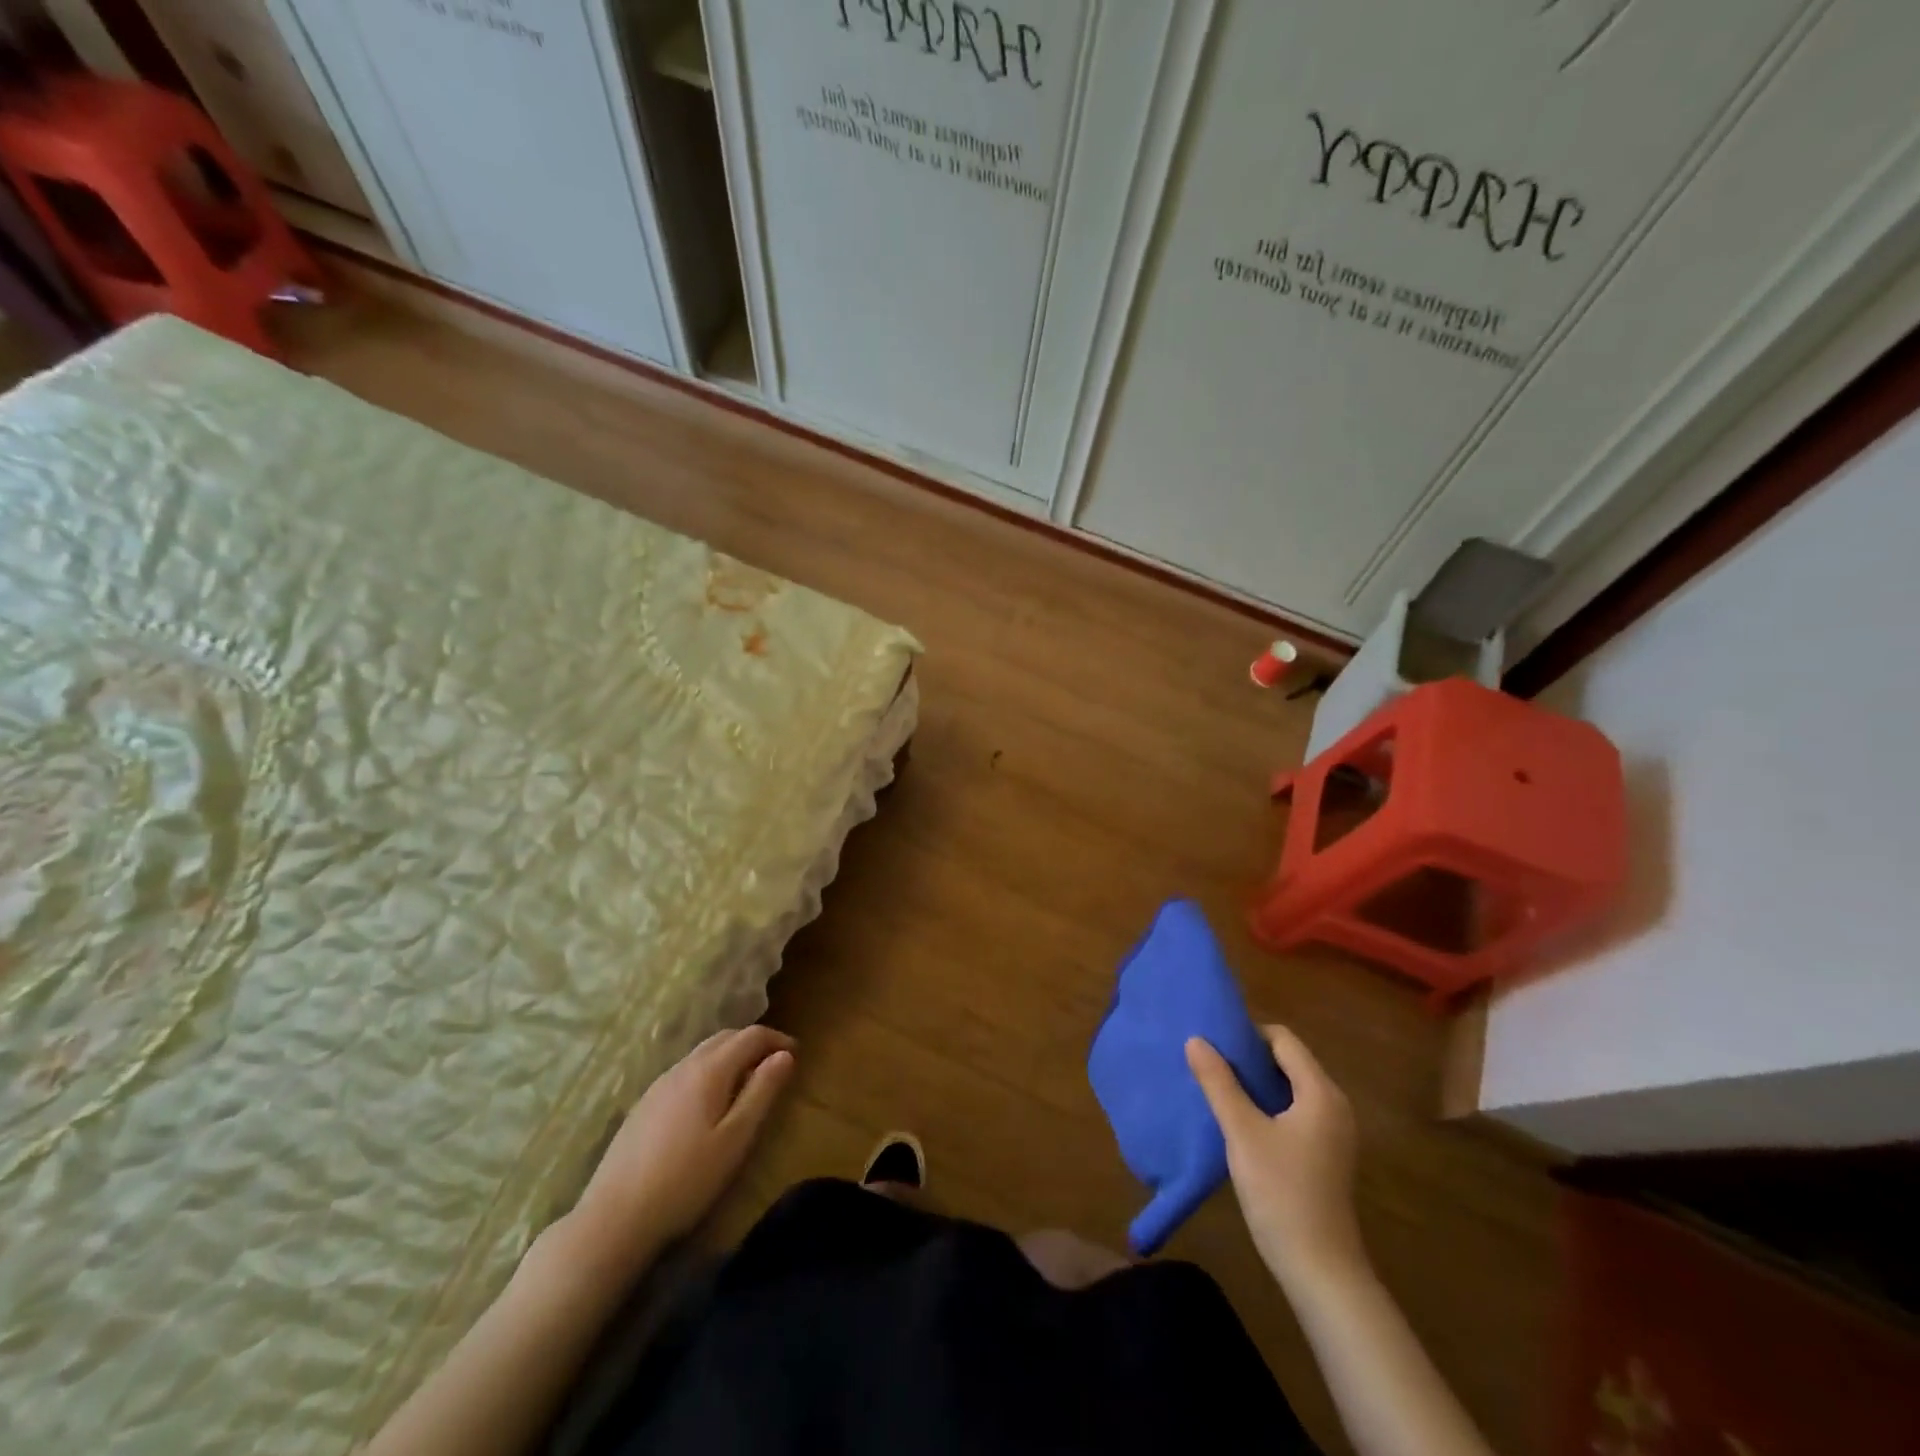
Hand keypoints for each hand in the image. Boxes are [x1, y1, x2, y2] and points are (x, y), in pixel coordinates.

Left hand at [564, 1025, 795, 1278]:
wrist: (614, 1218)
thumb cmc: (686, 1180)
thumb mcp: (736, 1138)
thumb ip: (762, 1092)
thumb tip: (785, 1056)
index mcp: (709, 1070)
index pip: (750, 1036)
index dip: (777, 1039)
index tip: (796, 1054)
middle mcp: (684, 1066)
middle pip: (725, 1037)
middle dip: (754, 1042)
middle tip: (775, 1064)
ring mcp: (659, 1084)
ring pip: (702, 1052)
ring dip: (730, 1055)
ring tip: (747, 1081)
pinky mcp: (644, 1104)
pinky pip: (686, 1070)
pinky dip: (709, 1070)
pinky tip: (709, 1102)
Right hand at [1185, 1024, 1364, 1291]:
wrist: (1321, 1271)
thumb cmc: (1282, 1193)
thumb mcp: (1242, 1133)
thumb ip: (1219, 1083)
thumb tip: (1196, 1040)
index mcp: (1320, 1093)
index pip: (1283, 1040)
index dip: (1248, 1034)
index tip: (1213, 1041)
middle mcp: (1334, 1105)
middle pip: (1288, 1061)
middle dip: (1249, 1057)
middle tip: (1209, 1060)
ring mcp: (1333, 1132)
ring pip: (1290, 1087)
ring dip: (1256, 1082)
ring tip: (1217, 1085)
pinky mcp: (1325, 1153)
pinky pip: (1294, 1110)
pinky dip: (1268, 1105)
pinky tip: (1239, 1119)